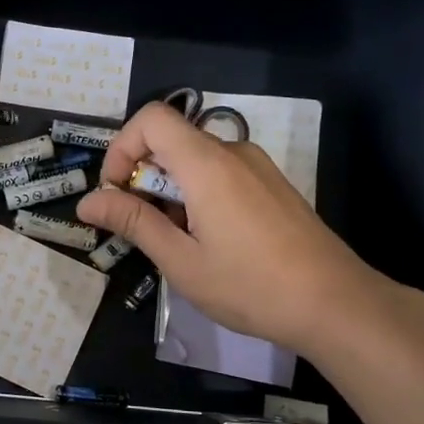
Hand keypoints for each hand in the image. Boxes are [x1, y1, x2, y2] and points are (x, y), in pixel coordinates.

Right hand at [76, 102, 381, 352]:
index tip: (117, 194)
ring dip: (170, 190)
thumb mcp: (181, 260)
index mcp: (207, 164)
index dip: (122, 147)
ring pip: (195, 159)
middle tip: (143, 229)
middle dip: (143, 177)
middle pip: (171, 139)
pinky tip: (210, 241)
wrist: (336, 304)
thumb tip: (87, 202)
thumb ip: (134, 223)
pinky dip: (197, 194)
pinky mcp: (272, 185)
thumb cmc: (251, 286)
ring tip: (177, 243)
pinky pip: (220, 173)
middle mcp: (233, 153)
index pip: (151, 118)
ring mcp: (257, 167)